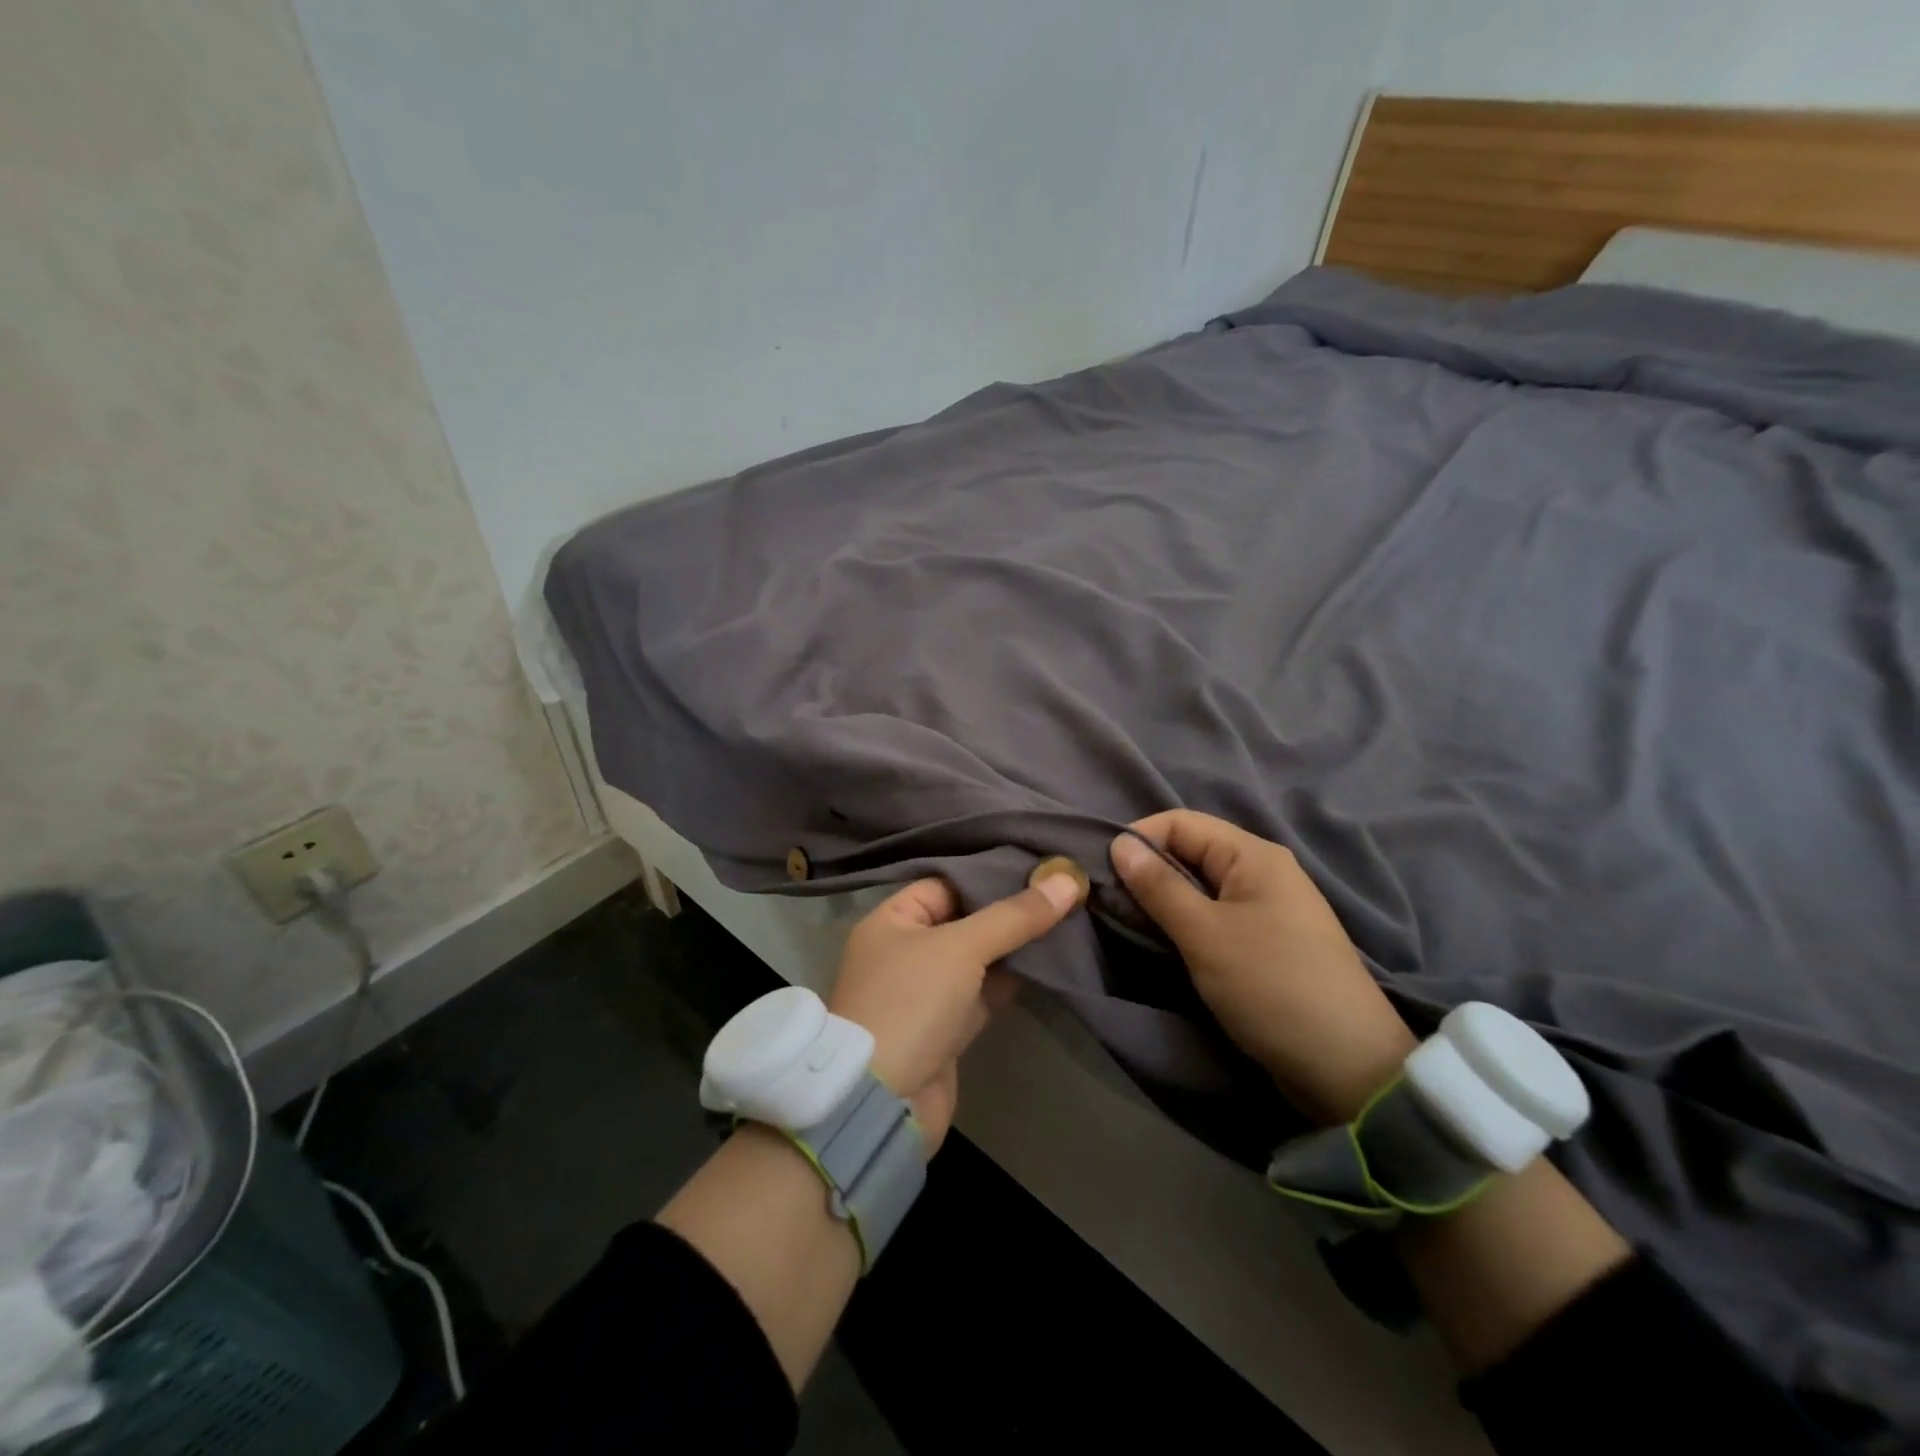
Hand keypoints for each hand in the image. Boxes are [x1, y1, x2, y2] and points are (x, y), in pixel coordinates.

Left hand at [829, 869, 1083, 1150]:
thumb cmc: (911, 1002)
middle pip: (965, 920)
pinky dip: (1011, 981)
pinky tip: (1049, 964)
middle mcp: (905, 951)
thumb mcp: (961, 947)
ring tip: (1066, 920)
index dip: (988, 875)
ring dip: (1015, 946)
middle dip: (1009, 911)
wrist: (883, 1101)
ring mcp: (925, 992)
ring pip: (977, 958)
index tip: (1037, 866)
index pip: (945, 883)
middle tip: (1062, 891)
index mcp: (891, 920)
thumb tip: (1068, 880)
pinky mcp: (946, 1028)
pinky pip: (983, 992)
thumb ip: (1015, 916)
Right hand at [1110, 811, 1415, 1123]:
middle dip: (1148, 869)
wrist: (1347, 1067)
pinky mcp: (1268, 940)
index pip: (1181, 822)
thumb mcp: (1204, 934)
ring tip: (1131, 921)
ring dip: (1165, 897)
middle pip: (1191, 850)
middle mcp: (1264, 870)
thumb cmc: (1270, 986)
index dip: (1139, 838)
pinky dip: (1187, 920)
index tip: (1103, 871)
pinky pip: (1216, 913)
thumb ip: (1159, 886)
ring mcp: (1269, 906)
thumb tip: (1119, 843)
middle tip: (1111, 901)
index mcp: (1254, 855)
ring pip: (1201, 884)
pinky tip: (1167, 939)